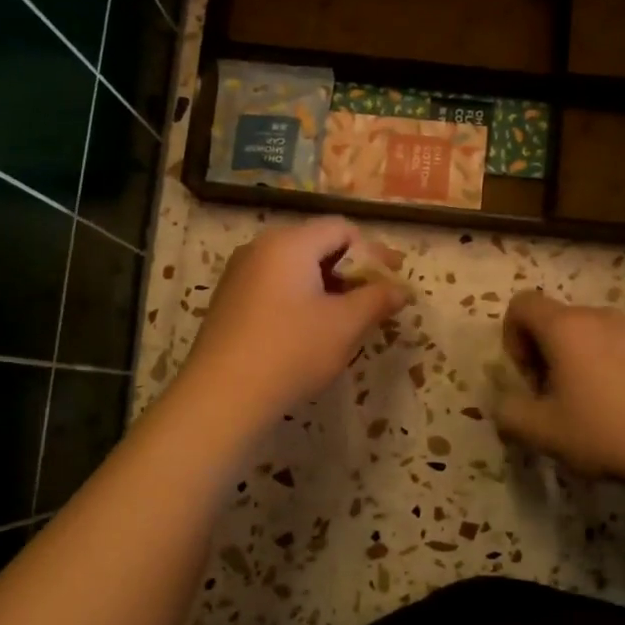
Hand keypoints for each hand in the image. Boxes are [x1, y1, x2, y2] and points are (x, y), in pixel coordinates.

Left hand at [176, 218, 408, 431]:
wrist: (222, 396)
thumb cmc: (292, 350)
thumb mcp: (345, 325)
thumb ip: (377, 300)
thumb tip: (402, 289)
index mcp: (289, 243)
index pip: (341, 228)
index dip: (374, 250)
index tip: (395, 277)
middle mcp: (260, 248)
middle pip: (316, 244)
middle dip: (351, 269)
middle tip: (375, 297)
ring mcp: (240, 274)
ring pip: (295, 267)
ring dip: (327, 285)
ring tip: (348, 316)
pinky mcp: (229, 301)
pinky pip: (275, 285)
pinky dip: (301, 297)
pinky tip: (311, 329)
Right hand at [494, 292, 624, 489]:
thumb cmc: (607, 431)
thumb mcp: (543, 431)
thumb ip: (509, 413)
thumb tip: (503, 404)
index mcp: (565, 327)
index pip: (521, 304)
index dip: (511, 337)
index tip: (527, 377)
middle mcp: (596, 316)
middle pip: (551, 320)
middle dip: (539, 355)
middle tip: (549, 399)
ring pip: (581, 334)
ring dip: (568, 362)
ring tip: (580, 406)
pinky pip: (608, 345)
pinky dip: (597, 366)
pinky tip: (612, 407)